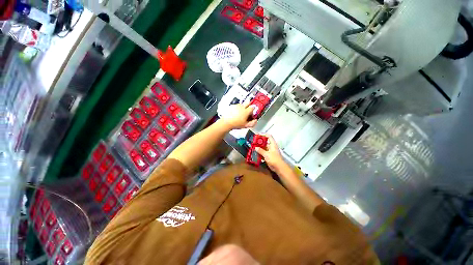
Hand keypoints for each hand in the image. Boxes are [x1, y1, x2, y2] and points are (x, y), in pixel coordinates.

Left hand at [221, 102, 256, 129]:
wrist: (226, 123)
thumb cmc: (236, 124)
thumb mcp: (246, 126)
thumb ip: (252, 123)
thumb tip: (255, 120)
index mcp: (246, 111)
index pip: (252, 108)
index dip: (252, 111)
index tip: (251, 115)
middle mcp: (242, 107)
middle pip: (248, 102)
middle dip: (249, 106)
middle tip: (247, 111)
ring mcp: (236, 106)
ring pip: (242, 104)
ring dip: (242, 107)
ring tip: (240, 113)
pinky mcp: (232, 106)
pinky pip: (236, 106)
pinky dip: (237, 108)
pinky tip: (235, 113)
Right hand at [255, 134, 286, 172]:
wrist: (279, 167)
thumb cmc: (274, 159)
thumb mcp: (266, 154)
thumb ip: (261, 151)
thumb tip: (256, 148)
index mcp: (272, 144)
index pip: (269, 136)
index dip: (264, 134)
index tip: (258, 135)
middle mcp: (271, 147)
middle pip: (265, 142)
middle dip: (259, 142)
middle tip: (253, 142)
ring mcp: (270, 151)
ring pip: (263, 148)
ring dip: (259, 148)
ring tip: (253, 147)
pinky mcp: (268, 156)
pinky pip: (263, 153)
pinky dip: (260, 153)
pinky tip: (255, 153)